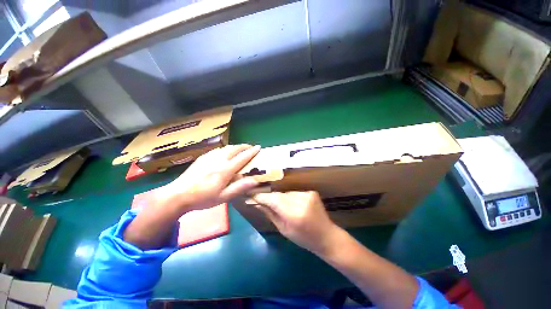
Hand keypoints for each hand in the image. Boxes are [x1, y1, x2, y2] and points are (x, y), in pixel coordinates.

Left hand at [161, 144, 260, 211]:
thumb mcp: (223, 197)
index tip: (259, 147)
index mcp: (225, 170)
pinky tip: (226, 152)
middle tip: (251, 147)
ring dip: (236, 147)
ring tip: (241, 149)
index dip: (251, 152)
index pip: (242, 157)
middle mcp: (218, 160)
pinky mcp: (203, 157)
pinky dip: (227, 148)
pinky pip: (218, 149)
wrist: (178, 195)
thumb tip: (254, 180)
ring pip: (226, 147)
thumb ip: (239, 188)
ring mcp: (209, 157)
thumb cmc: (203, 198)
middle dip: (244, 146)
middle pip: (234, 148)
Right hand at [253, 191, 341, 255]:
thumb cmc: (304, 238)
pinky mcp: (311, 192)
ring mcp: (308, 195)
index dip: (261, 197)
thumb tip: (256, 203)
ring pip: (286, 193)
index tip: (252, 196)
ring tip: (280, 206)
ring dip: (280, 198)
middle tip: (261, 200)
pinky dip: (289, 197)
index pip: (273, 200)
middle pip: (279, 195)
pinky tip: (292, 205)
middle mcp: (301, 201)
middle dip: (270, 197)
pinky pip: (294, 193)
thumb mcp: (284, 230)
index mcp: (294, 215)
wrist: (327, 236)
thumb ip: (270, 214)